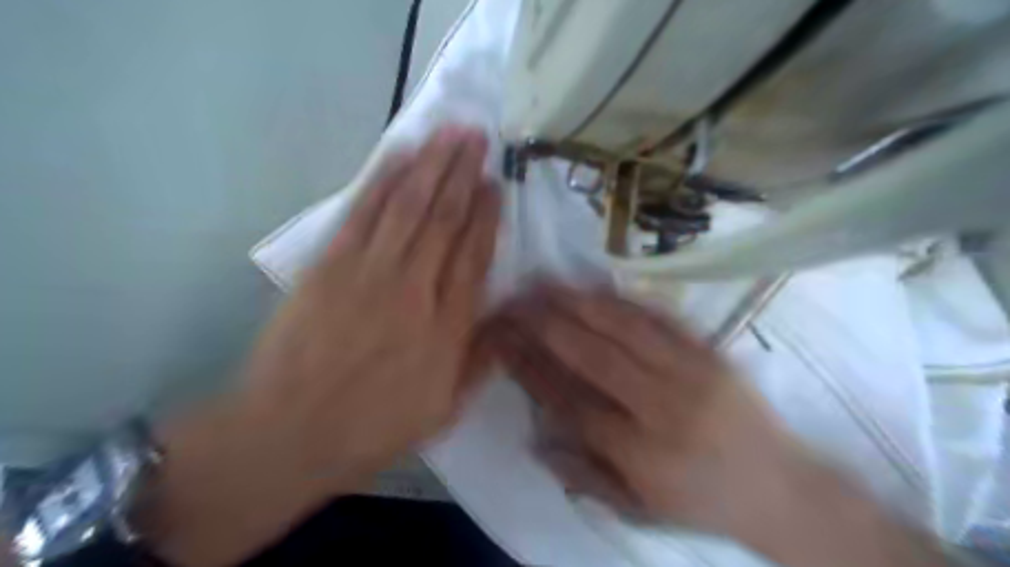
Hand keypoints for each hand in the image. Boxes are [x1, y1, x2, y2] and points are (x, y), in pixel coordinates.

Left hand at [243, 127, 494, 483]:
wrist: (287, 433)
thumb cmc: (372, 427)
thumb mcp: (443, 411)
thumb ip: (480, 361)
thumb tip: (508, 318)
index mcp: (445, 329)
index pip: (474, 257)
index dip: (487, 216)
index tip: (496, 184)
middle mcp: (413, 290)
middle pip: (444, 220)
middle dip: (463, 174)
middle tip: (477, 137)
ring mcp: (368, 273)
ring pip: (408, 206)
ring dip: (430, 164)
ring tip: (448, 132)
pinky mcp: (329, 265)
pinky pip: (362, 213)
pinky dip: (382, 179)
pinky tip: (399, 154)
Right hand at [491, 285, 805, 537]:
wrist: (783, 489)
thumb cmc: (702, 502)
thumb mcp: (638, 507)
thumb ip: (584, 475)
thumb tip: (536, 440)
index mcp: (638, 454)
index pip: (569, 400)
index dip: (530, 366)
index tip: (502, 339)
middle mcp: (661, 408)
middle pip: (591, 356)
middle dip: (545, 324)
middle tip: (513, 300)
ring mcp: (691, 374)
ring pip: (622, 328)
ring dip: (577, 302)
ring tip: (544, 282)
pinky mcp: (711, 353)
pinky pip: (661, 318)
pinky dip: (622, 299)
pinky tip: (595, 286)